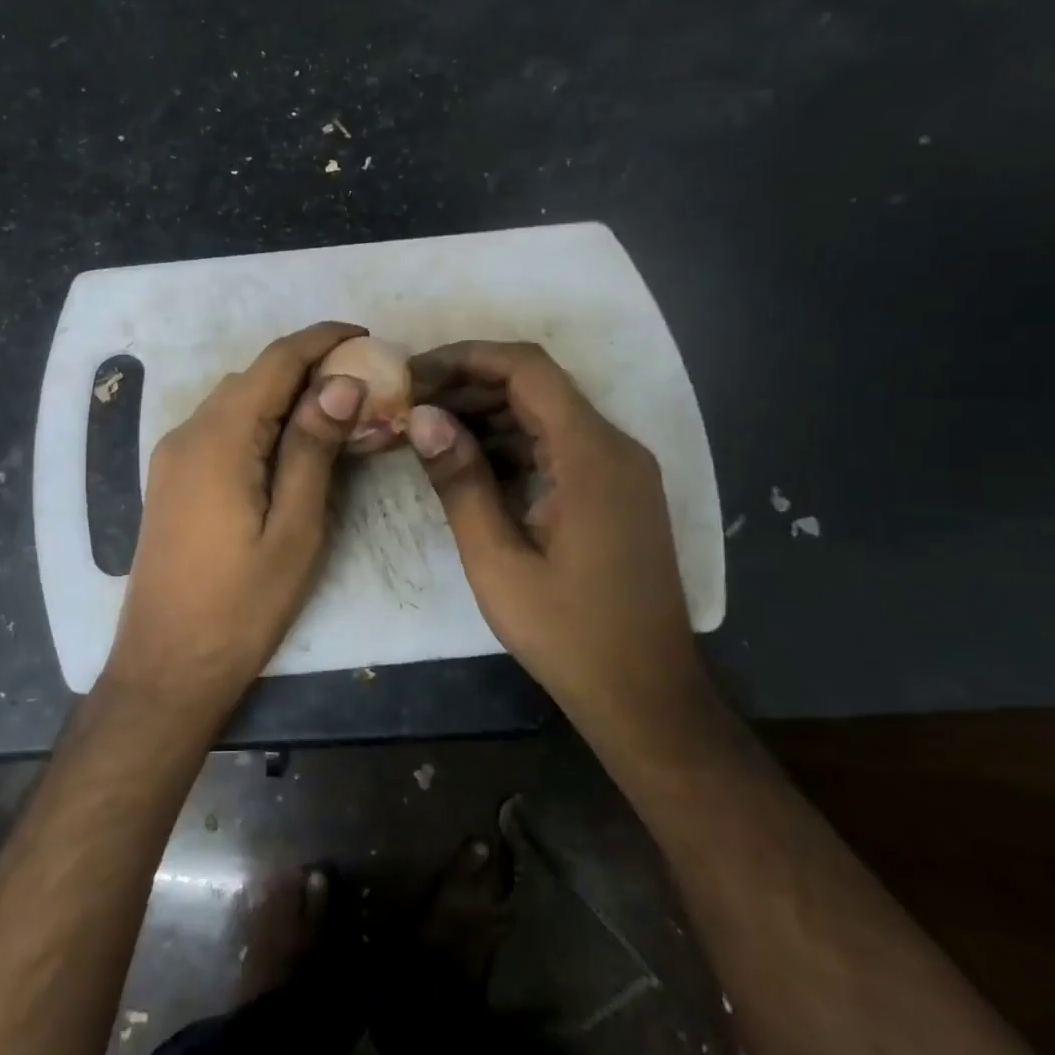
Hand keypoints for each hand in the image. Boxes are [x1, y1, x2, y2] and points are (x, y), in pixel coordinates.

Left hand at [103, 322, 367, 713]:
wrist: (167, 665)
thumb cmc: (242, 605)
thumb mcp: (295, 529)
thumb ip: (314, 449)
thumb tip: (342, 382)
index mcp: (219, 438)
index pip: (276, 362)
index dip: (322, 340)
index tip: (366, 336)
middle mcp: (188, 433)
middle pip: (253, 377)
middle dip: (307, 368)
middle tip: (363, 385)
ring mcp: (172, 456)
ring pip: (234, 401)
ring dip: (282, 395)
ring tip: (334, 414)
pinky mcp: (171, 479)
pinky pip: (219, 429)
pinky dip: (258, 421)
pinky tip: (288, 447)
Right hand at [406, 340, 706, 716]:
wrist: (645, 695)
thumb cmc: (568, 633)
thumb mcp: (497, 560)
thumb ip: (460, 481)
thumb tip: (421, 416)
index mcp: (591, 456)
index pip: (527, 369)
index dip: (465, 358)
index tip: (412, 374)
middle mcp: (614, 447)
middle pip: (536, 387)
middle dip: (468, 386)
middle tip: (409, 405)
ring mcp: (619, 470)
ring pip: (545, 415)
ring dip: (487, 416)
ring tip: (427, 432)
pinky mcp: (614, 492)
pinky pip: (557, 447)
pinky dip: (511, 445)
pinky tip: (469, 465)